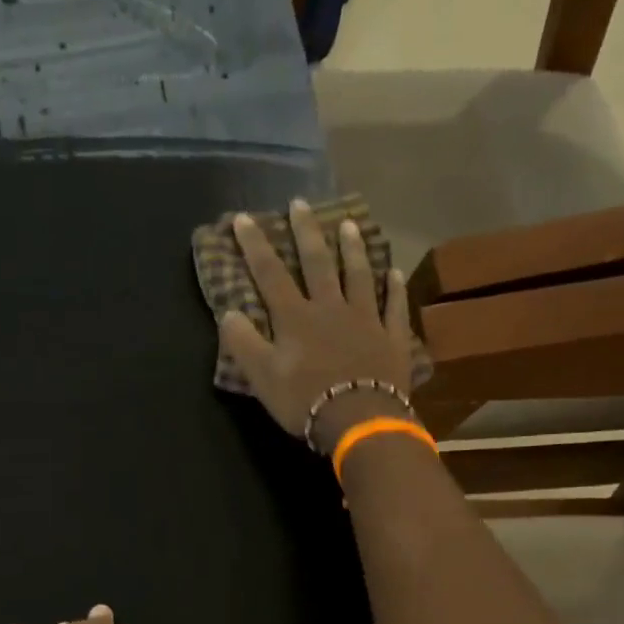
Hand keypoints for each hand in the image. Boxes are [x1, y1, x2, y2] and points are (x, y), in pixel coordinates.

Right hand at [219, 199, 417, 452]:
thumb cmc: (304, 400)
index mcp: (295, 317)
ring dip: (353, 249)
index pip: (270, 273)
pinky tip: (394, 273)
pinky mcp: (392, 338)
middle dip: (306, 232)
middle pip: (318, 263)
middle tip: (301, 204)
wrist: (359, 419)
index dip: (255, 245)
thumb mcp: (262, 377)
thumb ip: (244, 343)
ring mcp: (366, 319)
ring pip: (359, 275)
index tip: (243, 218)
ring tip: (349, 224)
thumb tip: (229, 313)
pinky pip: (394, 306)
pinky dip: (394, 289)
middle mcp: (331, 308)